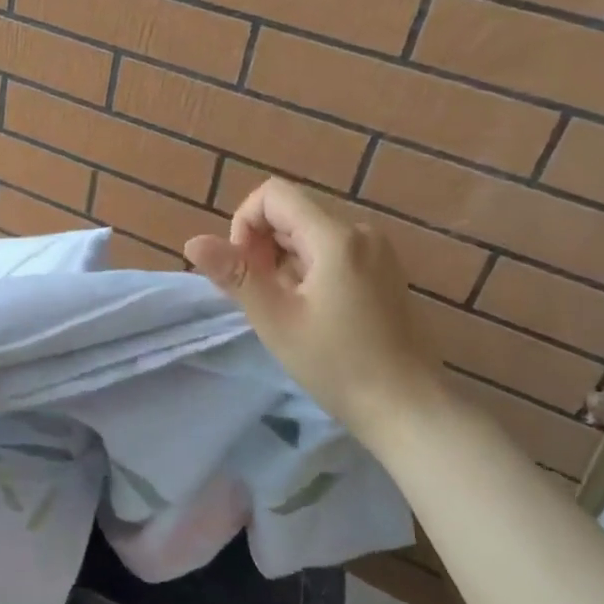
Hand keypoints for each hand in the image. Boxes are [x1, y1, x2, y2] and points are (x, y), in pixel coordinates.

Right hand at [184, 178, 445, 433]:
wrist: (410, 409)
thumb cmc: (338, 365)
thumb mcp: (275, 320)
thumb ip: (235, 274)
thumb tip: (193, 242)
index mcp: (336, 237)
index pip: (273, 195)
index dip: (245, 223)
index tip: (244, 270)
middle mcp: (360, 232)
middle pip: (292, 214)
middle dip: (263, 247)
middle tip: (263, 299)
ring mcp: (378, 252)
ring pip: (310, 235)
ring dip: (284, 263)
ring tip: (289, 311)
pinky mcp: (384, 272)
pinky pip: (333, 252)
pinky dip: (309, 271)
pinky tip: (313, 313)